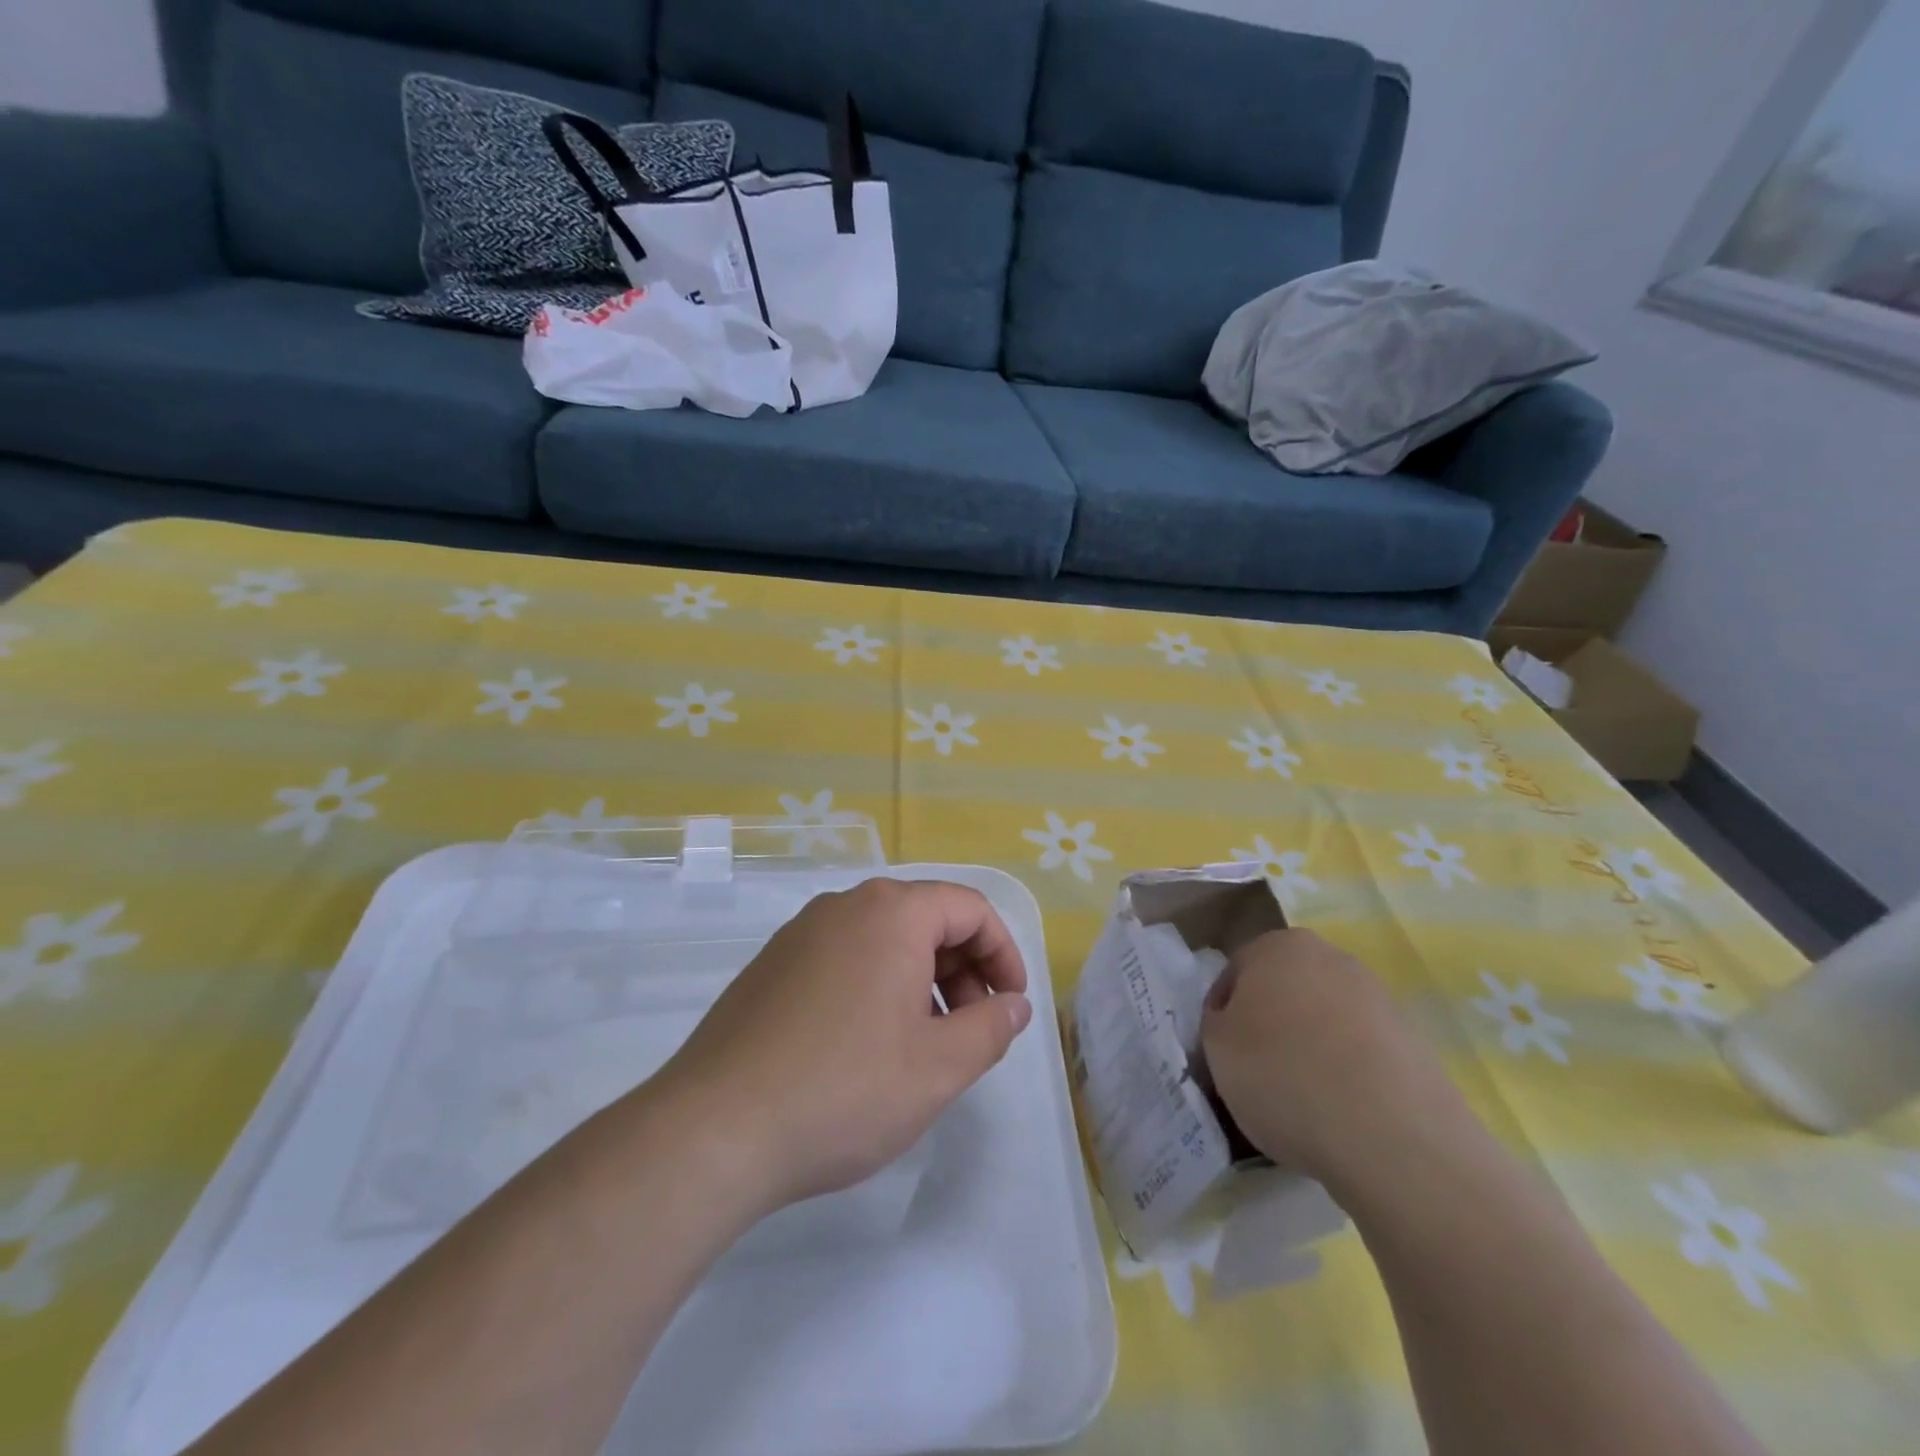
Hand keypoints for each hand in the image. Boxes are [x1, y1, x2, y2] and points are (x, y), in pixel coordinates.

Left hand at [648, 878, 1031, 1215]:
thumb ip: (991, 1028)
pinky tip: (869, 1046)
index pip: (970, 909)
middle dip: (963, 969)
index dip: (1003, 953)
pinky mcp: (772, 965)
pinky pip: (845, 957)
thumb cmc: (844, 1090)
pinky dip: (878, 986)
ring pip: (884, 940)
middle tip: (971, 1031)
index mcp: (891, 913)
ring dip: (921, 980)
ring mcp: (801, 933)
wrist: (714, 1129)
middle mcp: (845, 906)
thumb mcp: (938, 1067)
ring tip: (923, 1045)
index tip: (1011, 1005)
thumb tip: (1014, 1005)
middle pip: (926, 918)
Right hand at [1201, 928, 1463, 1185]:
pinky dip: (1347, 1072)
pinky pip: (1361, 1050)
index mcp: (1279, 946)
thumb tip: (1234, 1022)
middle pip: (1283, 990)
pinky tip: (1340, 1110)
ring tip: (1302, 1099)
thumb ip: (1216, 1022)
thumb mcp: (1216, 1048)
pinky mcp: (1414, 1041)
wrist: (1392, 1138)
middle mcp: (1331, 957)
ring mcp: (1379, 997)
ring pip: (1324, 1019)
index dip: (1222, 1017)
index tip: (1222, 1055)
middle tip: (1257, 1073)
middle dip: (1269, 1024)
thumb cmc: (1283, 1077)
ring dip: (1309, 1047)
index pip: (1235, 975)